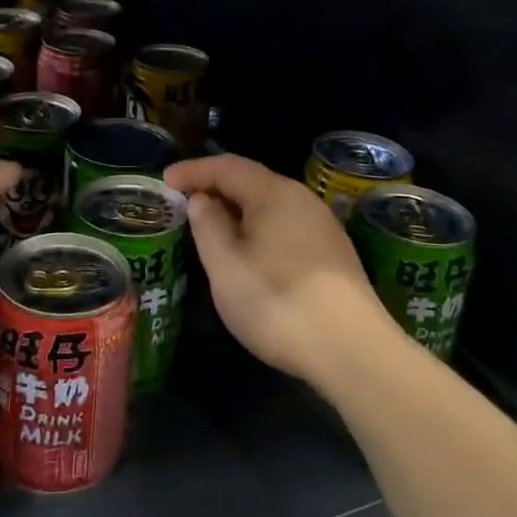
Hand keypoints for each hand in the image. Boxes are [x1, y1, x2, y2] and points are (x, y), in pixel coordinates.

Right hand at [164, 153, 394, 388]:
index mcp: (274, 193)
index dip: (194, 170)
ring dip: (238, 210)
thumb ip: (208, 225)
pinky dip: (259, 229)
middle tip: (185, 202)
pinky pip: (286, 225)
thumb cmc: (277, 301)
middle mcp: (302, 199)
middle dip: (216, 188)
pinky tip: (250, 252)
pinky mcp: (334, 254)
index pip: (227, 166)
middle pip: (252, 181)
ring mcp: (323, 226)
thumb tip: (203, 200)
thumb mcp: (226, 266)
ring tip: (212, 228)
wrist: (351, 350)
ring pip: (271, 205)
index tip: (165, 180)